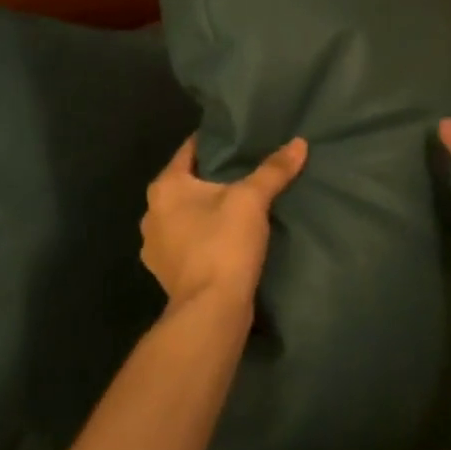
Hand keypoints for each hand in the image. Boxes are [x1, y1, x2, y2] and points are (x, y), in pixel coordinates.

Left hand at [141, 134, 306, 315]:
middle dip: (211, 178)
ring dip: (205, 210)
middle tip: (244, 169)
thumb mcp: (252, 200)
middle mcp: (151, 213)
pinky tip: (225, 239)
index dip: (213, 142)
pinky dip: (203, 237)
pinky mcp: (167, 273)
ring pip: (184, 215)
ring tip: (238, 205)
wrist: (210, 312)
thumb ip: (273, 170)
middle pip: (185, 184)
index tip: (236, 138)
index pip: (189, 151)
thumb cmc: (223, 244)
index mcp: (165, 187)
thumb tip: (299, 142)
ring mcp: (155, 247)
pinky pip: (186, 242)